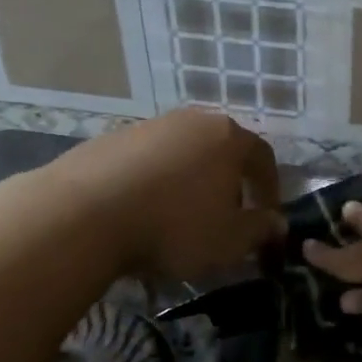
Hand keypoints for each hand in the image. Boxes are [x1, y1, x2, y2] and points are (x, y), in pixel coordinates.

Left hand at [44, 109, 283, 281]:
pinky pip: (148, 162)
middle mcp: (192, 121)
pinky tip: (143, 212)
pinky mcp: (111, 140)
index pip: (263, 158)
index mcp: (228, 138)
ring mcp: (149, 126)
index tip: (268, 218)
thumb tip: (277, 223)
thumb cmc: (174, 226)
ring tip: (181, 218)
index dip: (270, 190)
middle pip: (222, 151)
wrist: (84, 215)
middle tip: (227, 217)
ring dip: (190, 183)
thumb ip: (261, 229)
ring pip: (183, 155)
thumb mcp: (231, 240)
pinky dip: (155, 183)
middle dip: (229, 184)